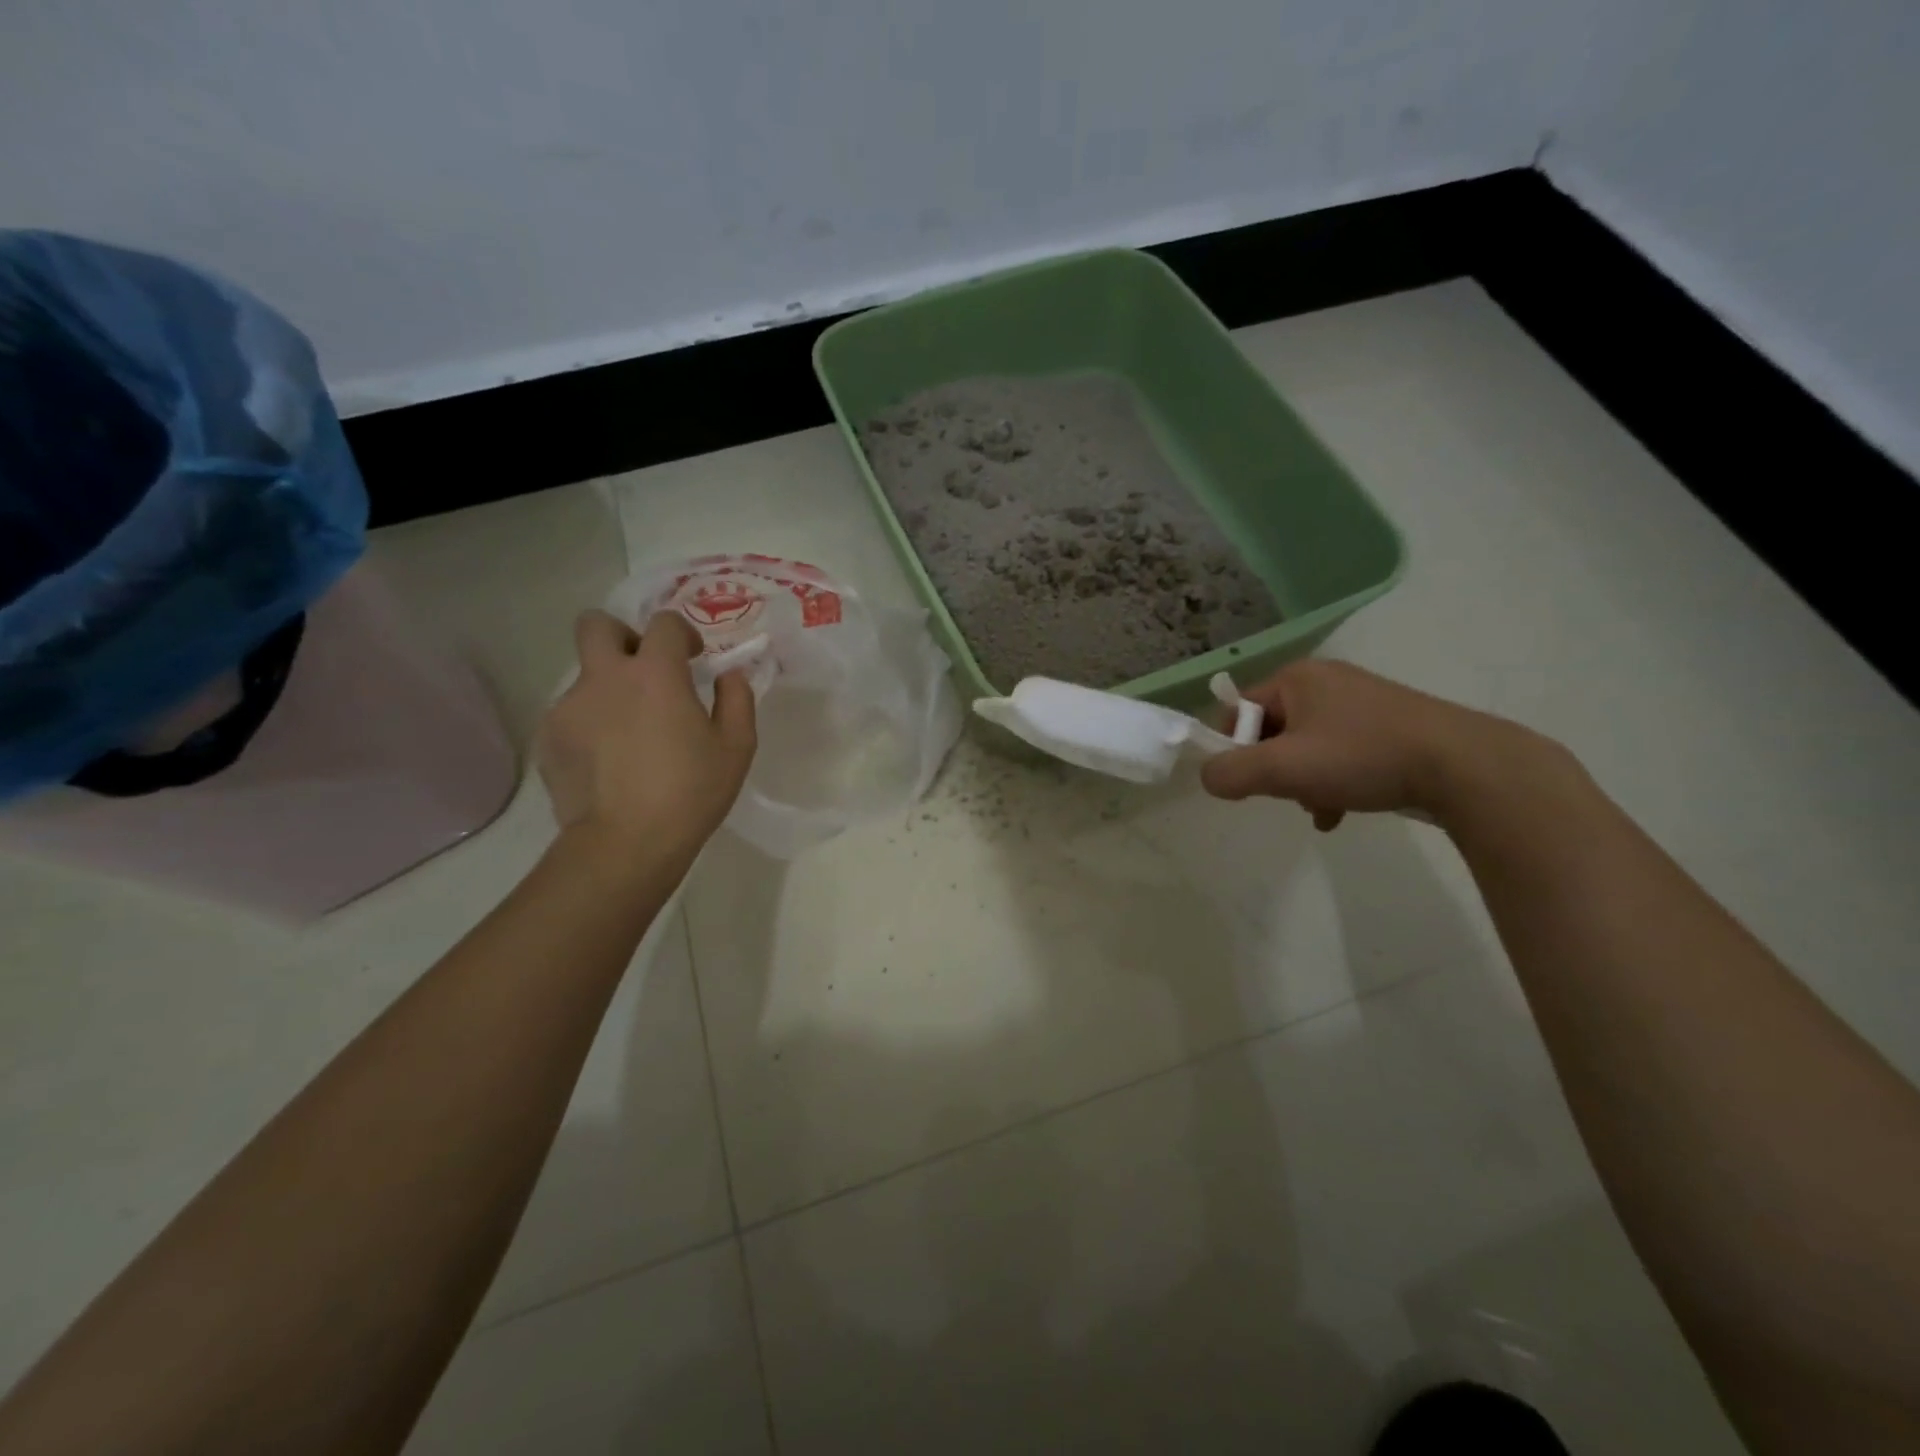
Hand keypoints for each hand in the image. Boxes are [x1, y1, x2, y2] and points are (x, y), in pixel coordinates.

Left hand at [536, 610, 756, 865]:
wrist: (625, 843)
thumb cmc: (690, 792)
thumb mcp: (736, 747)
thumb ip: (737, 699)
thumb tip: (730, 674)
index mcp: (655, 673)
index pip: (663, 623)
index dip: (681, 633)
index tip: (692, 658)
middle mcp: (605, 677)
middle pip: (596, 625)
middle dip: (621, 636)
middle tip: (644, 672)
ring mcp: (569, 706)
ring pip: (585, 677)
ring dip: (610, 691)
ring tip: (631, 736)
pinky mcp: (548, 738)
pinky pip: (572, 715)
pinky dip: (592, 726)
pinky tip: (610, 762)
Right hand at [1200, 659, 1528, 831]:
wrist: (1464, 766)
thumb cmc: (1362, 757)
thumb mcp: (1283, 768)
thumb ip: (1231, 773)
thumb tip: (1209, 778)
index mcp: (1297, 677)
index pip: (1239, 708)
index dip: (1234, 746)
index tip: (1247, 780)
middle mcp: (1326, 681)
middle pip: (1273, 730)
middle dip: (1274, 769)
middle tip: (1288, 794)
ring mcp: (1362, 701)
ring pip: (1307, 746)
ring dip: (1303, 781)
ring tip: (1320, 808)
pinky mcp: (1390, 725)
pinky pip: (1340, 753)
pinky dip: (1333, 781)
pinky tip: (1343, 810)